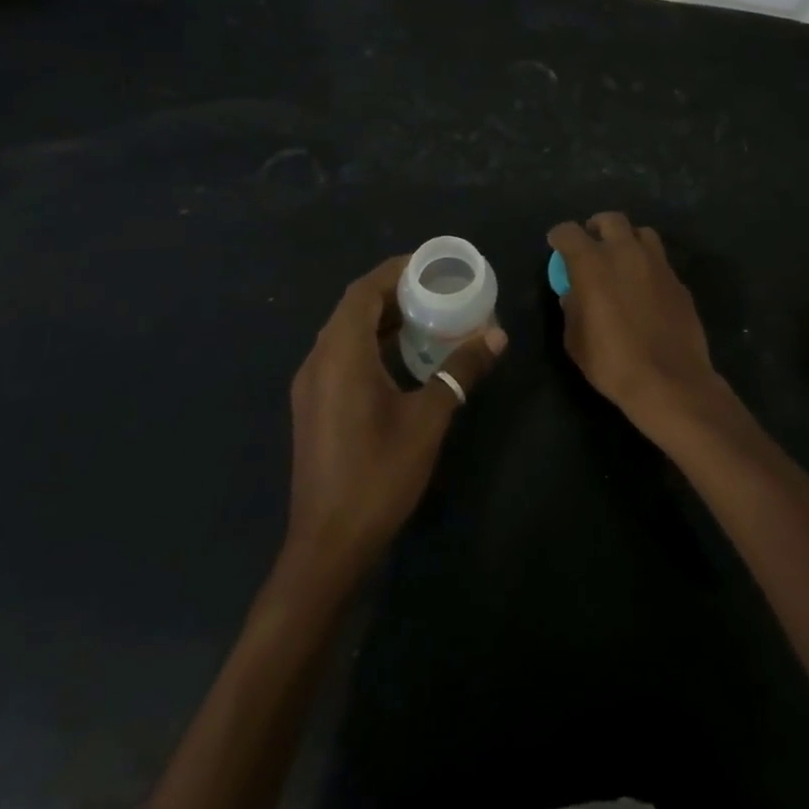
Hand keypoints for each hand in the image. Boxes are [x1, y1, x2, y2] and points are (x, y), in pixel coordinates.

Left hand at [283, 255, 505, 579]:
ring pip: (346, 334)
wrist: (328, 544)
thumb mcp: (429, 419)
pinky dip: (373, 345)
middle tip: (438, 288)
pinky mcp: (315, 407)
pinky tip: (405, 358)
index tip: (431, 263)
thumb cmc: (378, 475)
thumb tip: (497, 336)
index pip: (363, 292)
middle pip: (353, 309)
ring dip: (383, 319)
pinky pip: (343, 357)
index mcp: (340, 356)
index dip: (394, 271)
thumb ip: (460, 371)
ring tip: (428, 316)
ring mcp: (312, 387)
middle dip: (394, 292)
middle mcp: (318, 362)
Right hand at [547, 213, 738, 440]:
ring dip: (627, 240)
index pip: (568, 232)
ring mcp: (657, 263)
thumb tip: (574, 294)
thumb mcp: (575, 340)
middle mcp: (626, 252)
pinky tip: (645, 287)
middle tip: (591, 245)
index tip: (557, 245)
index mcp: (593, 263)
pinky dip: (647, 265)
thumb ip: (572, 309)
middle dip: (596, 227)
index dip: (559, 237)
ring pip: (641, 233)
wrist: (669, 380)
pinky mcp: (678, 280)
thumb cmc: (612, 362)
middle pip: (610, 220)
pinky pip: (659, 260)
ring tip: (622, 260)